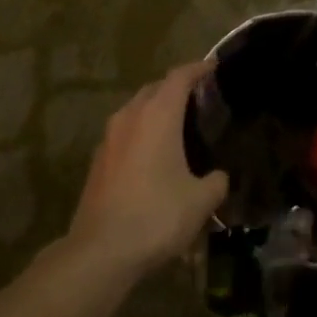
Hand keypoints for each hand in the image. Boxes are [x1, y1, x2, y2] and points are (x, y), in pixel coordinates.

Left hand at [67, 61, 228, 275]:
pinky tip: (154, 155)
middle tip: (200, 98)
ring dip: (155, 111)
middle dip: (175, 88)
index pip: (179, 77)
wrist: (101, 249)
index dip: (198, 69)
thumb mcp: (201, 201)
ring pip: (135, 111)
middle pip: (154, 89)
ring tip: (178, 125)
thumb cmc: (157, 216)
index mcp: (157, 116)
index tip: (214, 67)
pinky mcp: (98, 161)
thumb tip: (218, 177)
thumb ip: (216, 181)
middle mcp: (129, 118)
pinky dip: (141, 133)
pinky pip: (124, 134)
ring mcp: (108, 139)